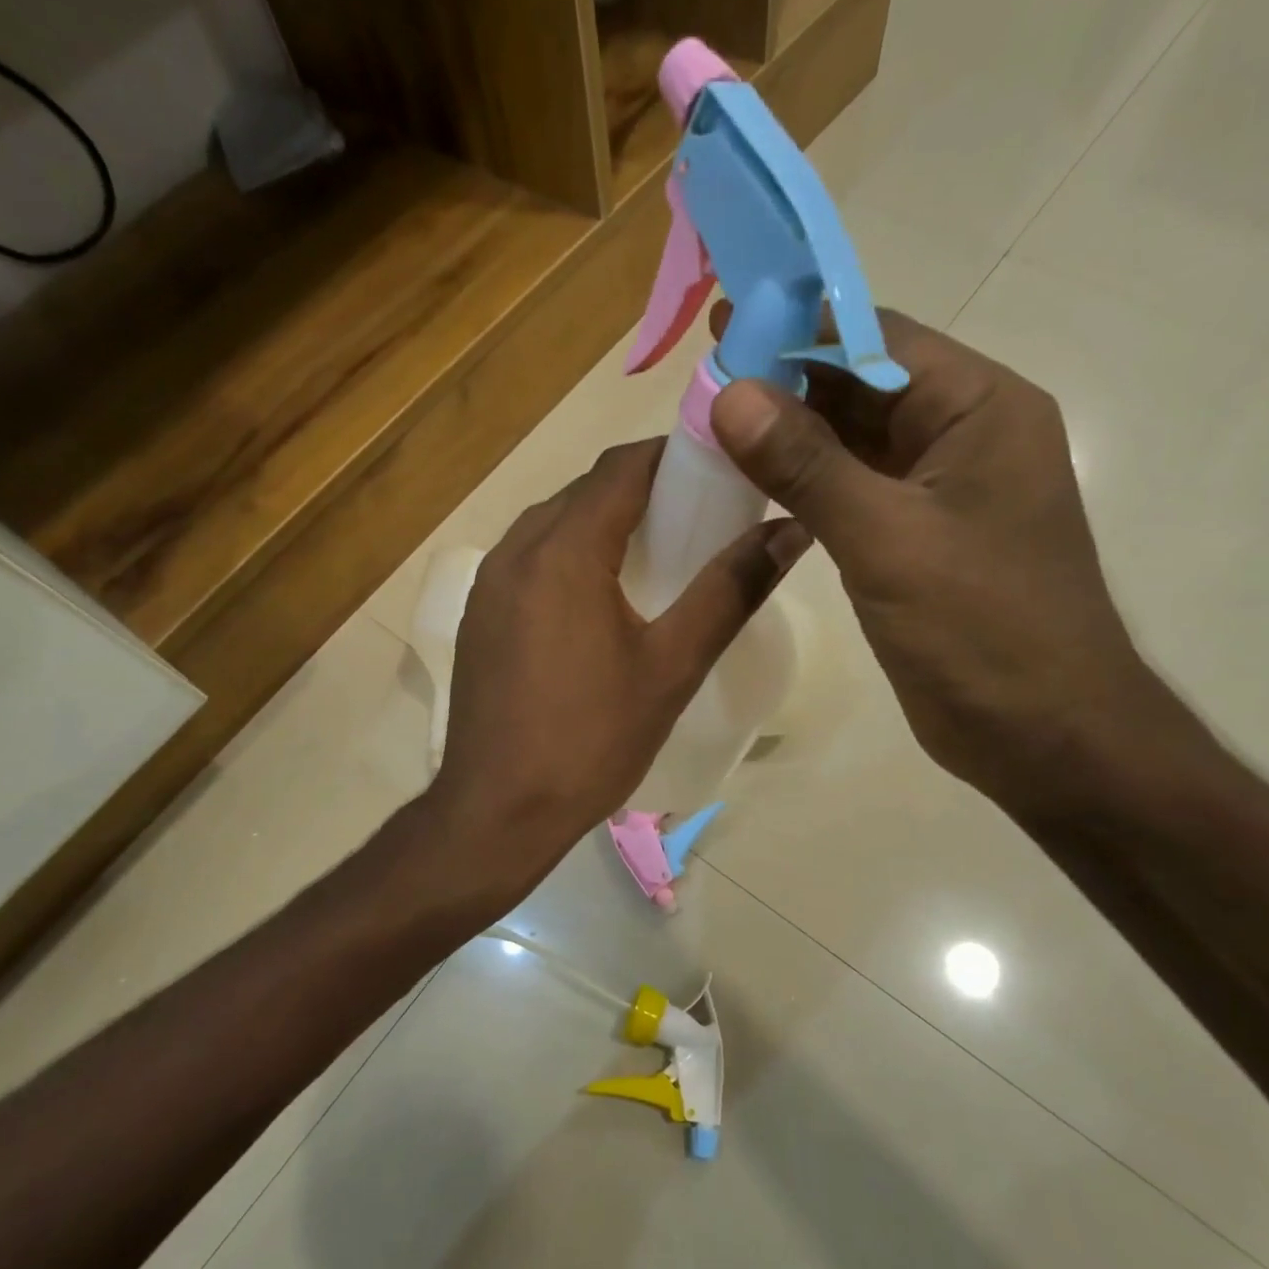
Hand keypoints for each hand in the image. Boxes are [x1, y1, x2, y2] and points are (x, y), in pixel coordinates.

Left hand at [428, 438, 807, 886]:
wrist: (498, 812)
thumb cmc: (591, 740)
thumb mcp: (672, 667)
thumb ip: (730, 591)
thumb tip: (790, 530)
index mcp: (564, 551)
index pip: (621, 469)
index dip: (672, 457)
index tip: (718, 468)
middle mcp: (516, 550)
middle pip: (585, 491)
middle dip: (641, 490)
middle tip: (697, 516)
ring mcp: (488, 584)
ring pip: (552, 523)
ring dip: (602, 522)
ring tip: (654, 554)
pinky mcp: (478, 616)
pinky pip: (529, 559)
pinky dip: (568, 555)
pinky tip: (598, 598)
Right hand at [709, 307, 1173, 815]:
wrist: (1042, 734)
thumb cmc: (982, 629)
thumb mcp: (888, 539)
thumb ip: (808, 465)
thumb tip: (730, 393)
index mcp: (979, 409)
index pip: (879, 339)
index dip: (801, 327)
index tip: (727, 323)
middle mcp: (963, 436)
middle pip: (863, 385)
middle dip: (788, 380)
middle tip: (706, 376)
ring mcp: (939, 492)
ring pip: (854, 442)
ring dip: (791, 434)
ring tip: (714, 423)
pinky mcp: (916, 539)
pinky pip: (853, 492)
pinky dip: (805, 484)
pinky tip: (754, 483)